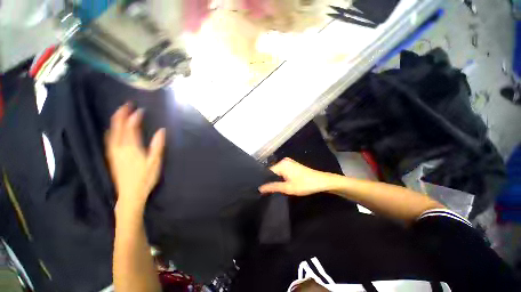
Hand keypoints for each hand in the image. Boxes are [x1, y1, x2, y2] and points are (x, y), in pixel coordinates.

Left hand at [106, 103, 165, 211]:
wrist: (130, 194)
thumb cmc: (145, 178)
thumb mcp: (155, 162)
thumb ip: (157, 145)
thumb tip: (161, 130)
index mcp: (131, 148)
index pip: (131, 128)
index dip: (135, 117)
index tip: (140, 110)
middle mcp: (119, 147)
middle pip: (118, 127)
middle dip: (121, 114)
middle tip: (126, 105)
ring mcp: (114, 152)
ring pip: (112, 132)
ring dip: (115, 121)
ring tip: (119, 113)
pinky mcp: (112, 157)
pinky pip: (109, 139)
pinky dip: (111, 130)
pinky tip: (113, 129)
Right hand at [259, 158, 332, 195]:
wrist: (322, 181)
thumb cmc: (305, 184)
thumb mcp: (288, 188)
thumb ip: (273, 187)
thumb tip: (260, 188)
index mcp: (281, 164)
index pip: (268, 172)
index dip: (265, 181)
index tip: (263, 190)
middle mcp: (284, 161)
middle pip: (273, 172)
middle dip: (271, 181)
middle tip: (269, 191)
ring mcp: (289, 162)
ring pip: (278, 172)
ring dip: (277, 180)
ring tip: (275, 189)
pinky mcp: (293, 165)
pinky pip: (283, 171)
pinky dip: (282, 177)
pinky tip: (283, 184)